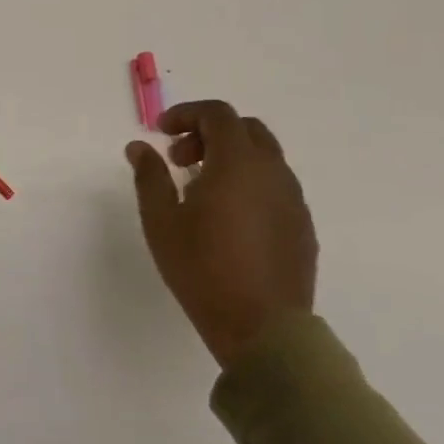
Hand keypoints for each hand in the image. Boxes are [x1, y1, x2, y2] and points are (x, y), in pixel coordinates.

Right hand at [126, 100, 317, 368]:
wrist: (263, 330)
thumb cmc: (203, 269)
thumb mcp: (161, 221)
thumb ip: (150, 176)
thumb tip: (140, 147)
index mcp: (238, 163)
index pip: (217, 114)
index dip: (186, 114)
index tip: (161, 133)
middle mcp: (272, 172)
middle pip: (245, 129)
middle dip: (209, 133)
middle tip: (180, 160)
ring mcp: (293, 199)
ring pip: (264, 157)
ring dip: (231, 158)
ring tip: (201, 191)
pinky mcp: (303, 226)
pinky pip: (275, 186)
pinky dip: (250, 183)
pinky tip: (229, 217)